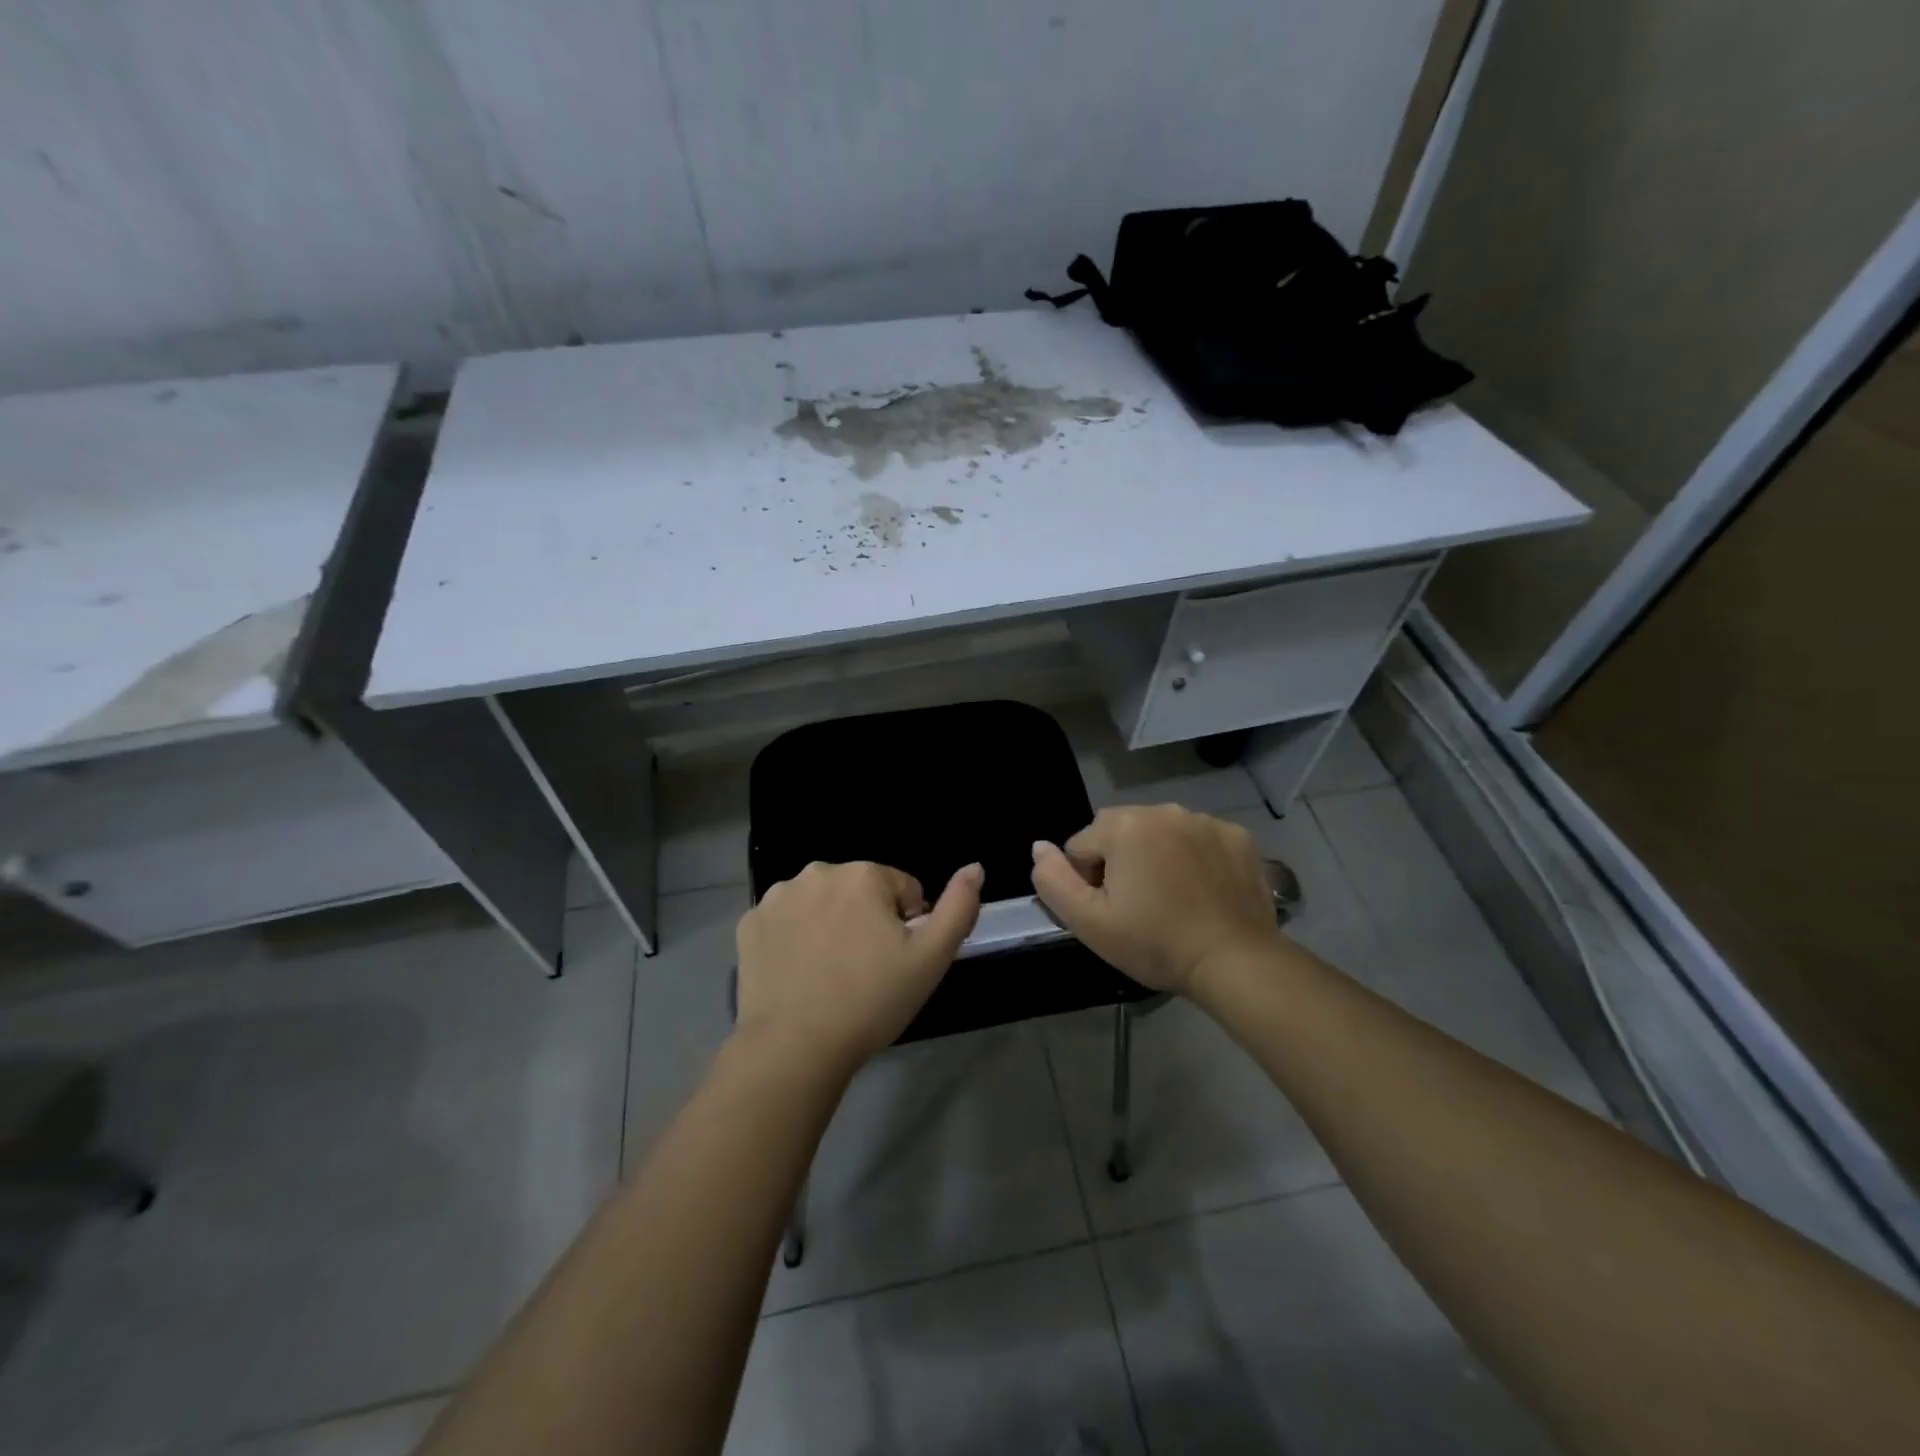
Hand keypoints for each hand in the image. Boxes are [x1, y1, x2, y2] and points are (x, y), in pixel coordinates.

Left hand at [734, 860, 982, 1074]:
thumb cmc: (871, 1001)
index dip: (906, 927)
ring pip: (821, 903)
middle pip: (860, 892)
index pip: (903, 891)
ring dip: (830, 925)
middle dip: (868, 920)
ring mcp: (777, 896)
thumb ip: (958, 907)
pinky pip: (785, 921)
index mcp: (864, 875)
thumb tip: (975, 867)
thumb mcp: (931, 959)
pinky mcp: (749, 923)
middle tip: (865, 971)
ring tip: (830, 975)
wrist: (793, 1048)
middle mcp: (819, 872)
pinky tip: (798, 973)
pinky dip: (793, 938)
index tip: (895, 963)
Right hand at [1030, 805, 1284, 995]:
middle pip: (1119, 832)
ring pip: (1159, 832)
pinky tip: (1203, 890)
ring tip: (1172, 899)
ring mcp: (1205, 820)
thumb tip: (1038, 847)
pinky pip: (1198, 838)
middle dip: (1120, 861)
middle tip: (1138, 906)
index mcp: (1123, 826)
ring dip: (1156, 855)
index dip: (1087, 882)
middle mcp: (1162, 810)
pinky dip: (1194, 857)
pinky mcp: (1237, 836)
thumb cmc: (1155, 942)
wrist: (1234, 961)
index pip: (1081, 846)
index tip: (1110, 912)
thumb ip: (1053, 881)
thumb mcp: (1089, 922)